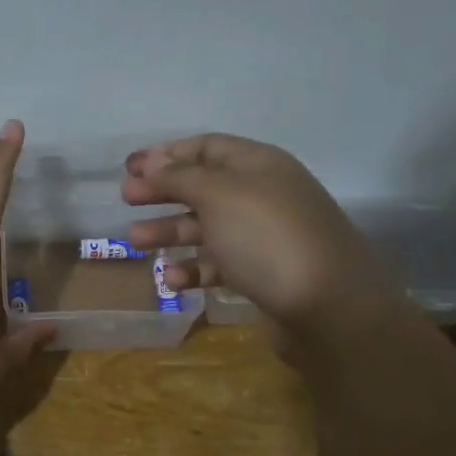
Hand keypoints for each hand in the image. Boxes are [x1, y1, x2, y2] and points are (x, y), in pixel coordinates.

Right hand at [120, 133, 401, 358]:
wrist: (328, 307)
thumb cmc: (267, 239)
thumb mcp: (219, 196)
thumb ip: (181, 177)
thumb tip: (152, 162)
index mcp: (258, 165)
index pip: (207, 147)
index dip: (166, 154)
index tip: (129, 168)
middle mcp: (262, 195)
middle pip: (203, 186)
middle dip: (163, 192)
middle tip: (126, 201)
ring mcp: (263, 236)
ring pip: (207, 227)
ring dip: (171, 231)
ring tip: (135, 242)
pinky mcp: (262, 274)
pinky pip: (219, 264)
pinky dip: (194, 269)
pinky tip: (172, 280)